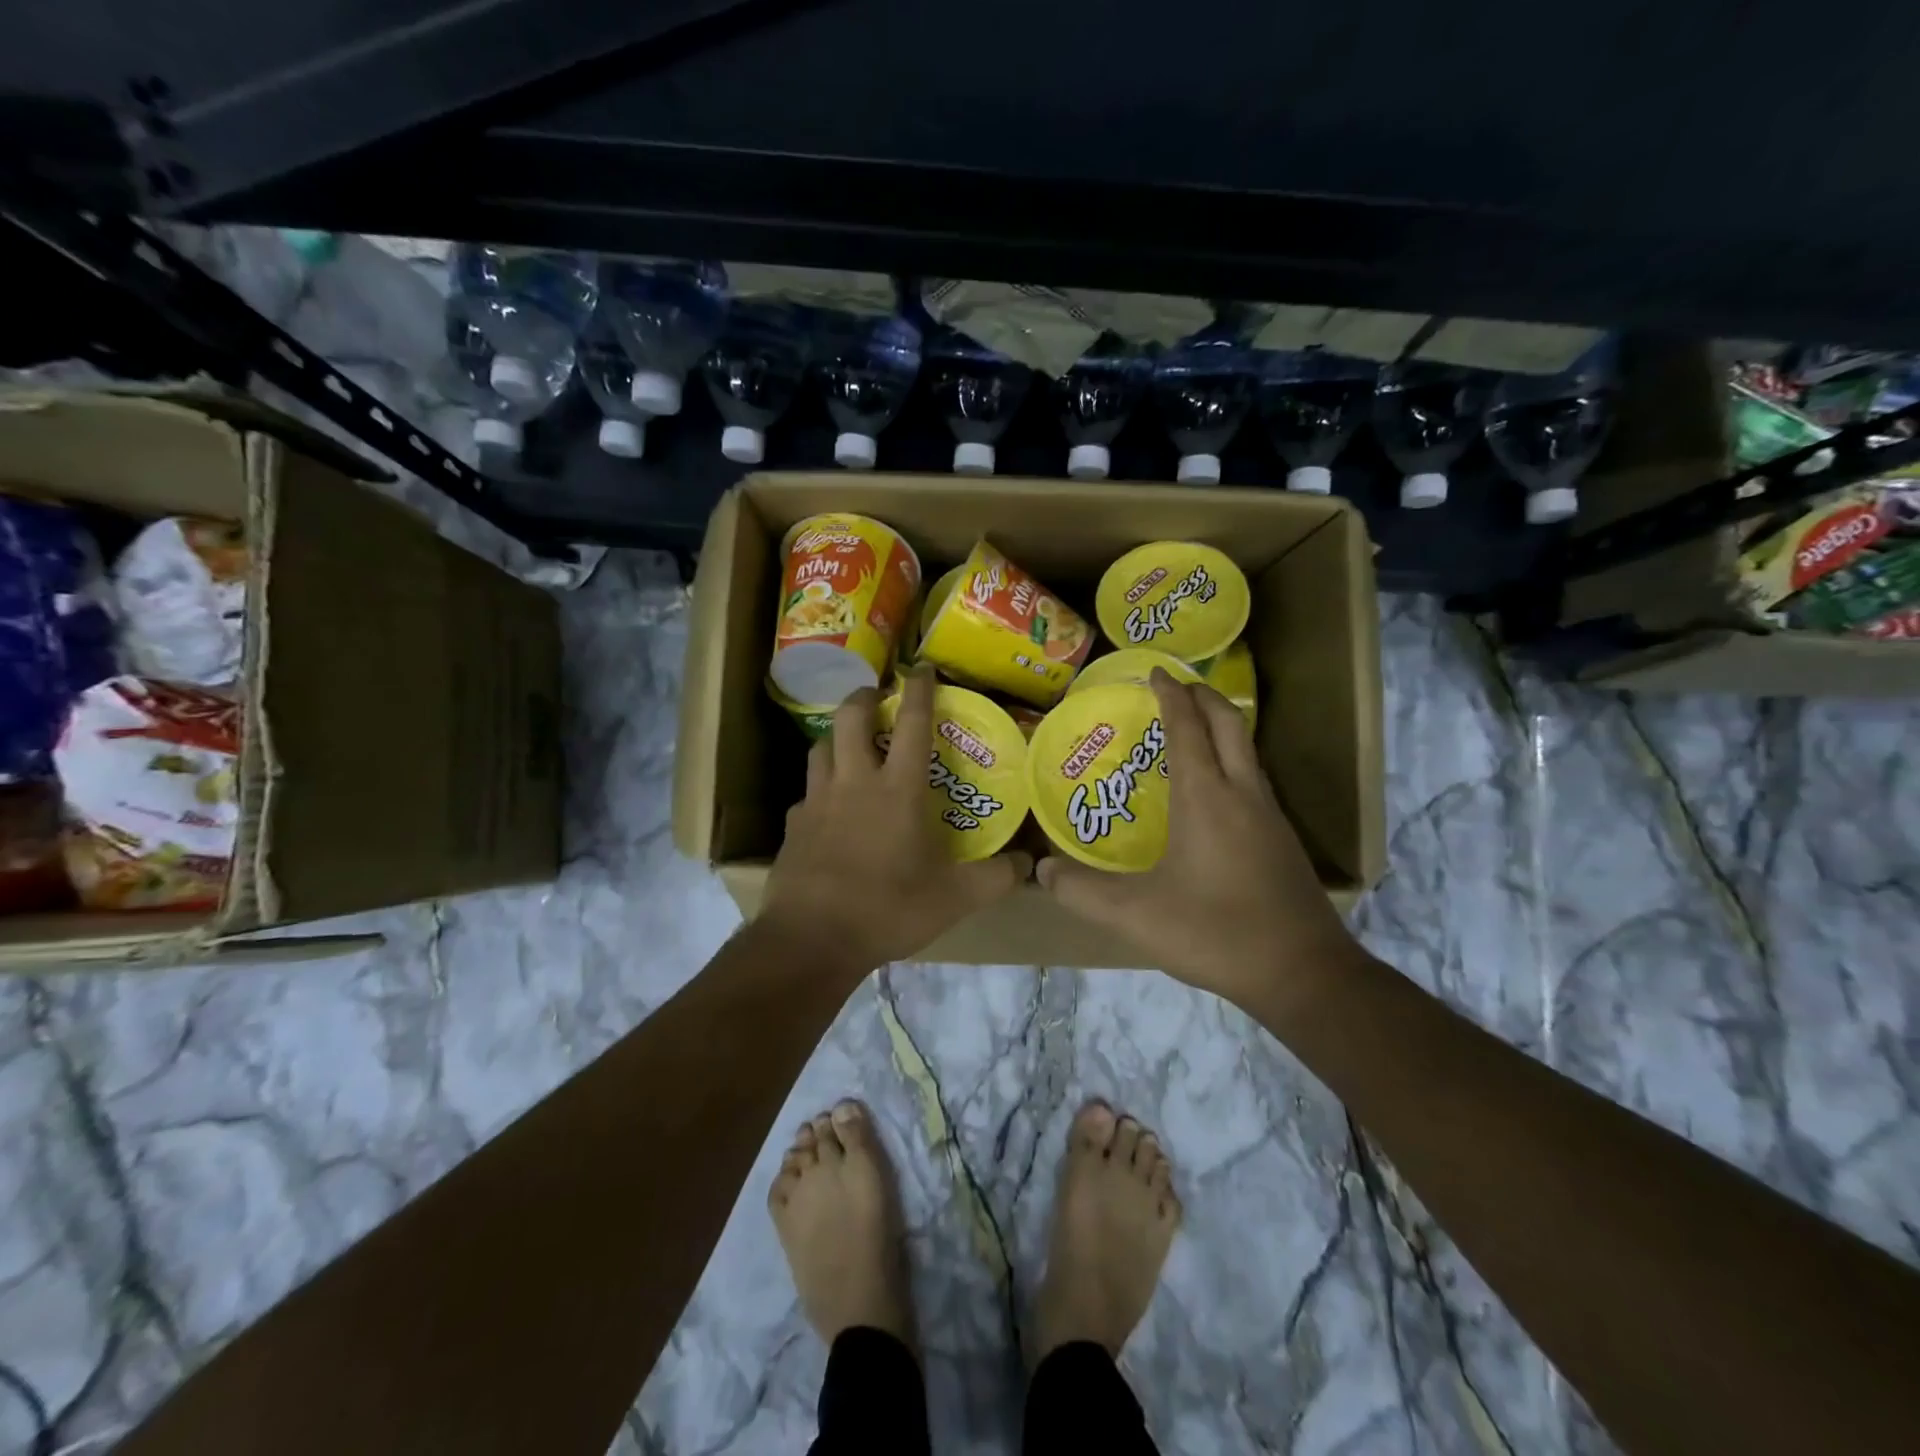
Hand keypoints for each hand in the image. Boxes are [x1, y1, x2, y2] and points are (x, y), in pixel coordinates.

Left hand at [761, 667, 1031, 971]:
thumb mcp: (955, 898)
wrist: (812, 939)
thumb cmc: (889, 909)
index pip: (911, 723)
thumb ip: (996, 877)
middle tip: (877, 697)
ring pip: (821, 746)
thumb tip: (1030, 864)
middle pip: (851, 717)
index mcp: (897, 789)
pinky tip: (828, 807)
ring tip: (851, 743)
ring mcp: (817, 801)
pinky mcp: (794, 825)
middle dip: (864, 696)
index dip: (919, 689)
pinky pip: (807, 792)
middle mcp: (854, 782)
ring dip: (838, 735)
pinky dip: (820, 787)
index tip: (922, 667)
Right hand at [1036, 669, 1362, 1006]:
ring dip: (1221, 726)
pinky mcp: (1281, 839)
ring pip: (1247, 749)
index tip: (1155, 672)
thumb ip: (1082, 891)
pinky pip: (1253, 778)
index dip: (1171, 695)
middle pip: (1228, 724)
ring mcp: (1269, 815)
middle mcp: (1242, 793)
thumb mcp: (1136, 915)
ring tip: (1192, 727)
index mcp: (1206, 797)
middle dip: (1203, 696)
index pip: (1187, 728)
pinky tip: (1215, 790)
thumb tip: (1040, 871)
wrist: (1303, 972)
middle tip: (1176, 685)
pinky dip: (1232, 759)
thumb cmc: (1215, 932)